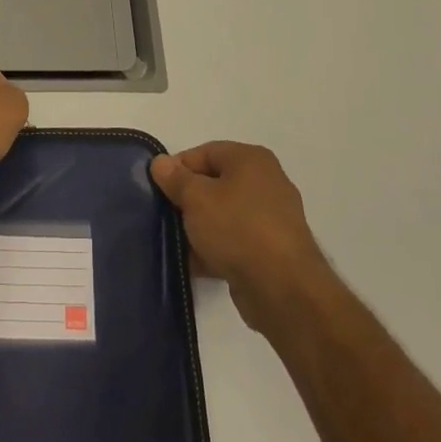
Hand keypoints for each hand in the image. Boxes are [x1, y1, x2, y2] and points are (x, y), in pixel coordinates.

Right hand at [150, 143, 328, 331]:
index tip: (157, 188)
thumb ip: (175, 178)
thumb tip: (160, 162)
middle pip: (214, 184)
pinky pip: (234, 241)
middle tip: (164, 215)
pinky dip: (215, 249)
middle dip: (187, 200)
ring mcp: (271, 218)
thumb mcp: (196, 198)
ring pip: (223, 215)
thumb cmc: (237, 229)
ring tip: (175, 242)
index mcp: (251, 160)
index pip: (205, 152)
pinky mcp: (271, 250)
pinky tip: (193, 264)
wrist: (283, 289)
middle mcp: (265, 182)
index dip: (178, 167)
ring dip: (198, 227)